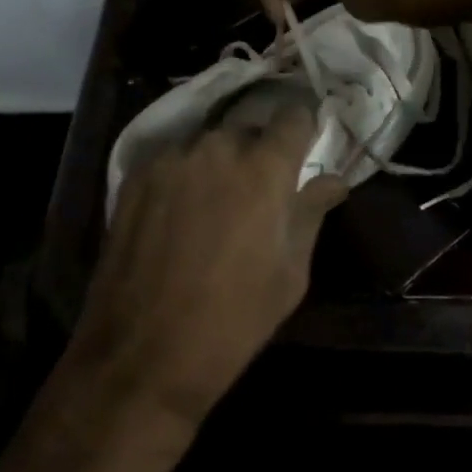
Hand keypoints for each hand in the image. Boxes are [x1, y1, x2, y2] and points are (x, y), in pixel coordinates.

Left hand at [65, 90, 344, 428]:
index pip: (293, 115)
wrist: (142, 356)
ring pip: (208, 143)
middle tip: (256, 191)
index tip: (302, 146)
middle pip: (248, 129)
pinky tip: (176, 214)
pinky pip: (174, 159)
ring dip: (218, 163)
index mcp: (264, 167)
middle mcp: (218, 147)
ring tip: (212, 205)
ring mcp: (173, 157)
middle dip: (257, 152)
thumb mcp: (290, 274)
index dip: (301, 127)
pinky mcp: (137, 173)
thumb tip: (334, 180)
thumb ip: (312, 213)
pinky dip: (183, 175)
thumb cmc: (232, 321)